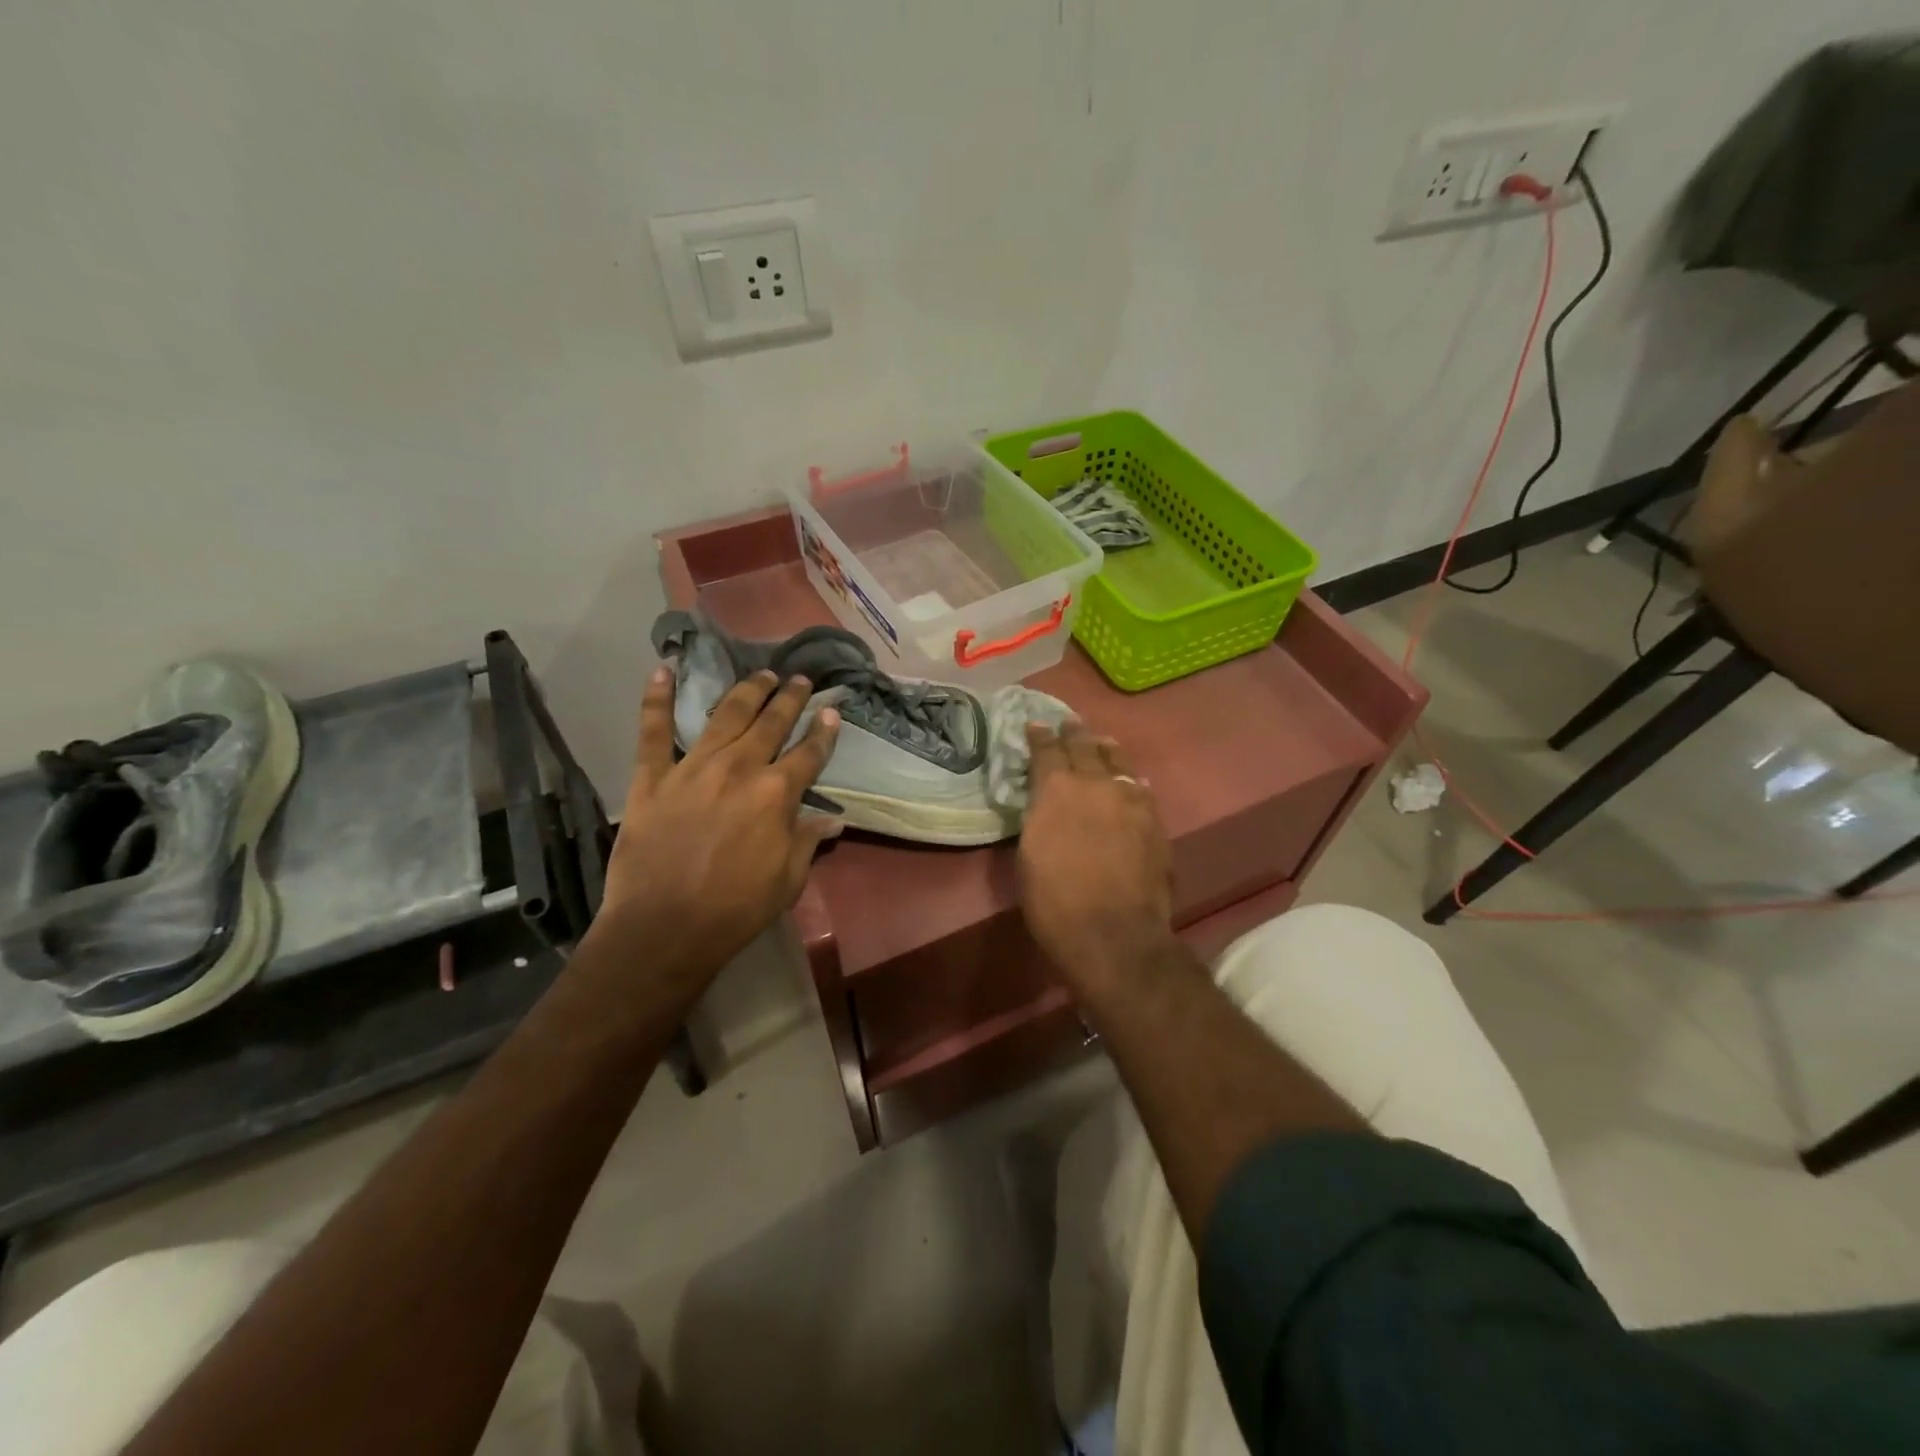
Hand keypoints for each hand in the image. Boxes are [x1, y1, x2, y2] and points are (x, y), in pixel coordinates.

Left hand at [597, 666, 839, 999]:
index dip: (824, 731)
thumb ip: (807, 841)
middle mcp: (739, 768)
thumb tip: (833, 820)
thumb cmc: (735, 909)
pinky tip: (662, 671)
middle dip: (789, 698)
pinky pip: (653, 731)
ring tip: (761, 674)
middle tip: (799, 680)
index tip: (832, 711)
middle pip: (771, 723)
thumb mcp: (787, 880)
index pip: (809, 753)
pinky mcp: (652, 777)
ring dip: (746, 690)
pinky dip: (655, 699)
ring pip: (724, 715)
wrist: (663, 929)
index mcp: (776, 794)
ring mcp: (693, 768)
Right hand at [1016, 720, 1173, 993]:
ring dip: (1106, 751)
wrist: (1114, 933)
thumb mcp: (1028, 855)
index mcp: (1056, 790)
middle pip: (1085, 748)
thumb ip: (1039, 818)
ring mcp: (1130, 801)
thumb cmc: (1055, 901)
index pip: (1046, 751)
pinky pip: (1141, 790)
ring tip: (1102, 743)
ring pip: (1118, 763)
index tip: (1037, 724)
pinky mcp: (1154, 821)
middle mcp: (1095, 785)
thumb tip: (1046, 804)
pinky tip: (1133, 782)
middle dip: (1074, 734)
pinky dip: (1132, 781)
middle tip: (1069, 723)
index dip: (1040, 736)